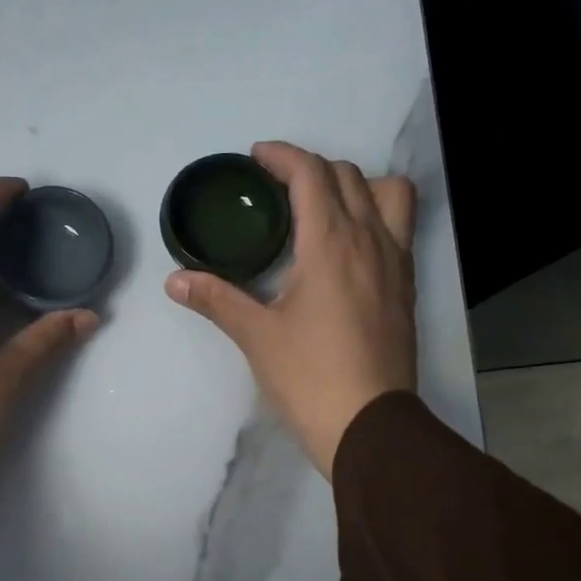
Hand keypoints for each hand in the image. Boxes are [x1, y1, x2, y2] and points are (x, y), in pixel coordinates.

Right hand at [165, 142, 416, 478]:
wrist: (368, 424)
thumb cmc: (309, 377)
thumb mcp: (256, 336)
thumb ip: (217, 299)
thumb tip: (175, 280)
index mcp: (331, 243)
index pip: (312, 174)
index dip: (283, 156)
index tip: (257, 158)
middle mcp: (370, 240)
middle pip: (349, 176)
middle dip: (312, 168)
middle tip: (278, 187)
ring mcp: (396, 263)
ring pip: (388, 194)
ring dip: (356, 185)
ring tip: (325, 208)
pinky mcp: (406, 287)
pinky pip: (399, 227)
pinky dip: (375, 215)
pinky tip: (349, 248)